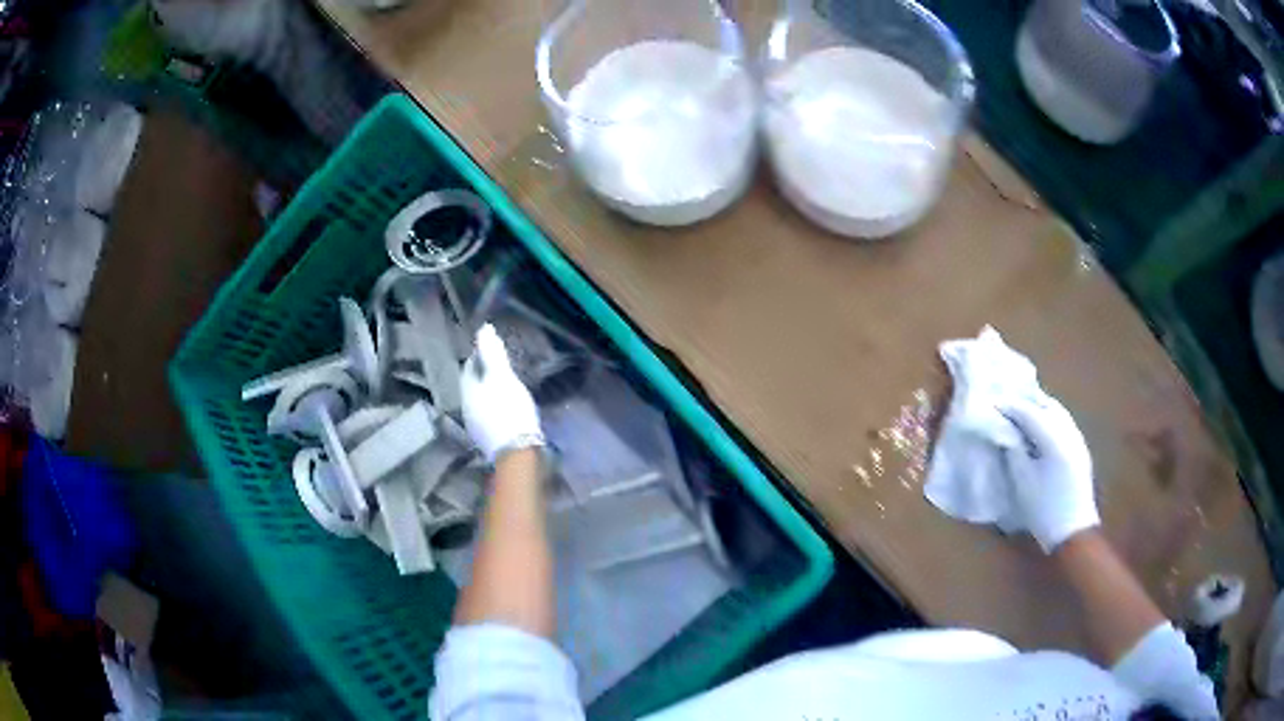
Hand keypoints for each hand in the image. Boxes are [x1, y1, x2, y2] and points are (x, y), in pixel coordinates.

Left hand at [461, 324, 543, 462]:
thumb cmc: (510, 410)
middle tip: (499, 367)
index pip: (469, 367)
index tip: (491, 349)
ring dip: (488, 393)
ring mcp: (476, 426)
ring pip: (479, 402)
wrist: (517, 453)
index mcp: (468, 390)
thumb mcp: (503, 377)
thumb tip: (483, 329)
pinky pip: (487, 416)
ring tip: (503, 387)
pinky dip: (494, 408)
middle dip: (482, 374)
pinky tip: (506, 409)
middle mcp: (466, 408)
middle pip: (472, 385)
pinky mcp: (487, 440)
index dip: (478, 356)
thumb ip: (492, 354)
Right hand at [1001, 396, 1098, 553]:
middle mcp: (1069, 432)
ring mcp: (1077, 439)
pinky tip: (1040, 428)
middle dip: (1027, 401)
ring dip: (1039, 408)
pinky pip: (1063, 422)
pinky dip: (1049, 418)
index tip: (992, 402)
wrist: (1072, 531)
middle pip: (1047, 405)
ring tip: (1021, 412)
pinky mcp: (1080, 449)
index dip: (1010, 406)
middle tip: (1006, 402)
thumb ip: (1014, 451)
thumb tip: (1006, 433)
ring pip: (1058, 412)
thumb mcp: (1022, 481)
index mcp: (1054, 439)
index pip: (1029, 412)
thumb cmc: (1043, 509)